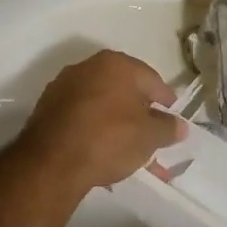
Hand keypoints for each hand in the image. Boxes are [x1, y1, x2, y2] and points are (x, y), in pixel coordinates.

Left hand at [20, 50, 185, 191]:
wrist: (52, 162)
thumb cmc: (109, 139)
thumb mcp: (149, 137)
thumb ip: (168, 128)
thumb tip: (180, 125)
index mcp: (117, 64)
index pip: (152, 80)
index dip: (165, 101)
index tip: (172, 118)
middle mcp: (89, 67)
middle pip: (124, 89)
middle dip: (139, 111)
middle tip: (150, 133)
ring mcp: (64, 86)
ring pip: (101, 103)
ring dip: (116, 121)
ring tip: (126, 147)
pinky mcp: (47, 107)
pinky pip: (81, 115)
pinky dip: (94, 128)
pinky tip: (101, 148)